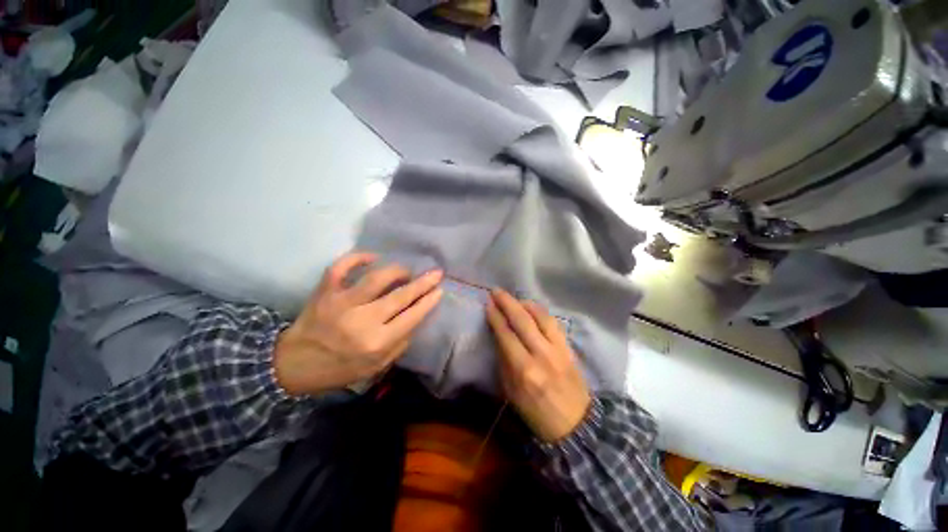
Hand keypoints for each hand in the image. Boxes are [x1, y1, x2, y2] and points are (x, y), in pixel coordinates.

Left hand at [274, 252, 442, 395]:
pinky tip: (372, 257)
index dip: (428, 301)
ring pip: (377, 277)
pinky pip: (341, 266)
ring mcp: (341, 302)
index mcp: (377, 342)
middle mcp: (362, 320)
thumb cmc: (339, 369)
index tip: (439, 290)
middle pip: (400, 295)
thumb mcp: (376, 367)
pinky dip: (357, 257)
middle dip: (423, 283)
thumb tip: (415, 317)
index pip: (412, 316)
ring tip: (406, 271)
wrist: (293, 365)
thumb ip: (400, 344)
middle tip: (436, 273)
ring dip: (397, 270)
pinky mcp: (325, 291)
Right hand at [486, 289, 590, 442]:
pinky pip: (553, 323)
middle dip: (507, 303)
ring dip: (525, 303)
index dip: (496, 317)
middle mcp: (541, 355)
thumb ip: (504, 362)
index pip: (506, 335)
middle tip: (497, 291)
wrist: (575, 425)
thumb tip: (499, 337)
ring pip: (540, 317)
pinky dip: (540, 311)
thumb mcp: (511, 393)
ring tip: (514, 298)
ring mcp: (558, 349)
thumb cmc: (537, 413)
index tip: (488, 304)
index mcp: (524, 370)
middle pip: (522, 321)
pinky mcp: (568, 348)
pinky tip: (532, 308)